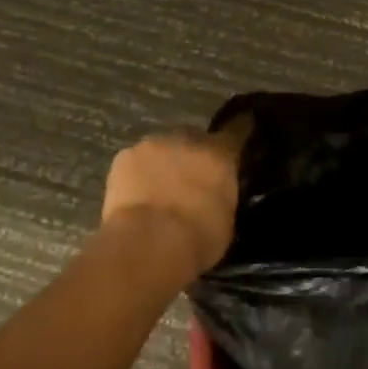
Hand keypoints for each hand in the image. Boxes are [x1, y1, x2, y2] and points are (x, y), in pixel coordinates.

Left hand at [100, 120, 248, 281]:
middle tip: (188, 181)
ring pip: (162, 148)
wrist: (148, 243)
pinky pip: (135, 161)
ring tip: (157, 191)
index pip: (236, 130)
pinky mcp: (124, 156)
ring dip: (163, 163)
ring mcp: (154, 144)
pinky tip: (135, 196)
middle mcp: (189, 139)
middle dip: (193, 154)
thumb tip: (215, 196)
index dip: (239, 129)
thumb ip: (221, 197)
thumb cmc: (198, 239)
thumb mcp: (225, 221)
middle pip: (194, 138)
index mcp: (220, 154)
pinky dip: (137, 174)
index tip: (243, 125)